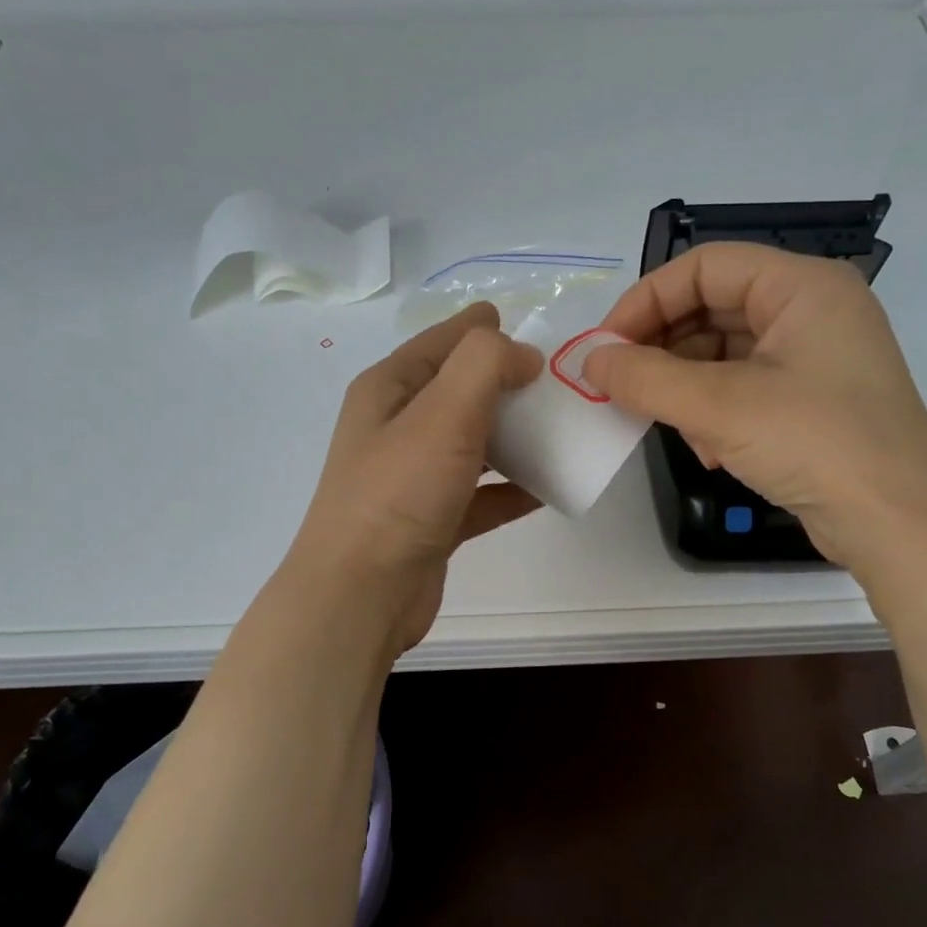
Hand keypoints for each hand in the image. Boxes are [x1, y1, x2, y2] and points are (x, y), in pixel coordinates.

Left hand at [287, 303, 543, 654]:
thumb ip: (486, 364)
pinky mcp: (434, 520)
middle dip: (511, 386)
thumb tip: (522, 355)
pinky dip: (513, 489)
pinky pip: (482, 494)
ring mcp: (415, 477)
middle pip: (463, 391)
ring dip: (517, 438)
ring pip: (476, 443)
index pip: (445, 340)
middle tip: (562, 390)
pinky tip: (550, 489)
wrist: (362, 594)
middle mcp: (398, 426)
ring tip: (565, 433)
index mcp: (390, 388)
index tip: (541, 340)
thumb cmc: (399, 493)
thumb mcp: (443, 412)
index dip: (489, 332)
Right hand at [583, 241, 926, 566]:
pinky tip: (710, 450)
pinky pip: (744, 387)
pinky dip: (715, 412)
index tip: (605, 347)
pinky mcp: (812, 401)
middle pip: (713, 307)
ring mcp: (815, 358)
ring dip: (686, 387)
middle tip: (622, 387)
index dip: (647, 300)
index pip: (705, 267)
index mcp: (802, 287)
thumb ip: (646, 378)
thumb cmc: (816, 444)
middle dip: (663, 349)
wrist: (899, 525)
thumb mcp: (721, 407)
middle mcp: (811, 311)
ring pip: (724, 353)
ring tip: (668, 425)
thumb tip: (590, 361)